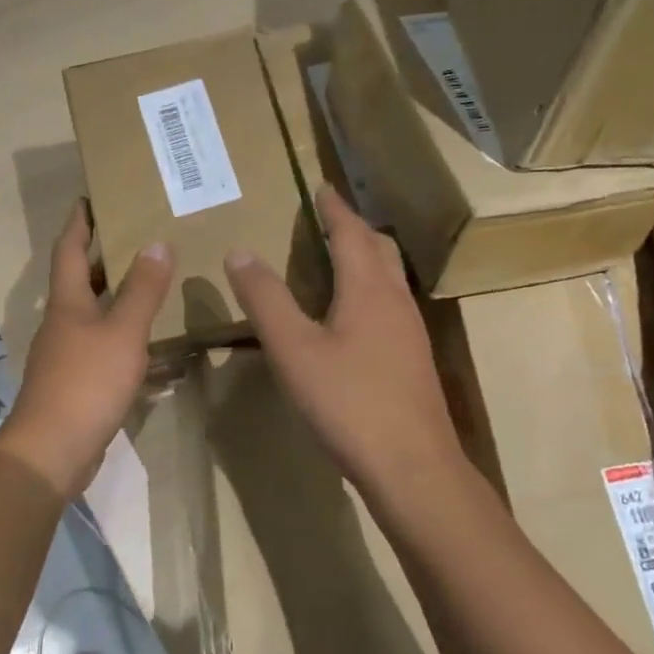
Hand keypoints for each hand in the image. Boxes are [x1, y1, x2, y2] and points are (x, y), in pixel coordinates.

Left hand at [0, 202, 173, 497]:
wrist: (53, 450)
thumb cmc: (87, 382)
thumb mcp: (123, 332)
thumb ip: (142, 289)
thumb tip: (156, 243)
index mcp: (67, 303)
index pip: (68, 249)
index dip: (79, 222)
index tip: (89, 197)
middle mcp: (61, 324)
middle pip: (78, 281)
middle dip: (100, 258)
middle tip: (132, 237)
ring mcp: (66, 356)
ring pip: (93, 317)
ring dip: (115, 299)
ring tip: (149, 286)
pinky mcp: (76, 384)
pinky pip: (103, 350)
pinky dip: (124, 341)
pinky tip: (151, 349)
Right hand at [225, 185, 466, 499]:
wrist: (412, 466)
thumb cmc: (348, 403)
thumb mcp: (294, 350)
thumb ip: (266, 300)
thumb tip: (240, 252)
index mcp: (368, 289)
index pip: (351, 233)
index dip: (335, 208)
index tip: (323, 187)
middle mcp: (396, 301)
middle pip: (379, 249)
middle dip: (355, 228)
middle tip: (330, 218)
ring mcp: (410, 332)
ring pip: (390, 279)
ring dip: (367, 258)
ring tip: (340, 258)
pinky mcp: (413, 361)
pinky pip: (392, 306)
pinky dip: (372, 290)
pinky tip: (355, 317)